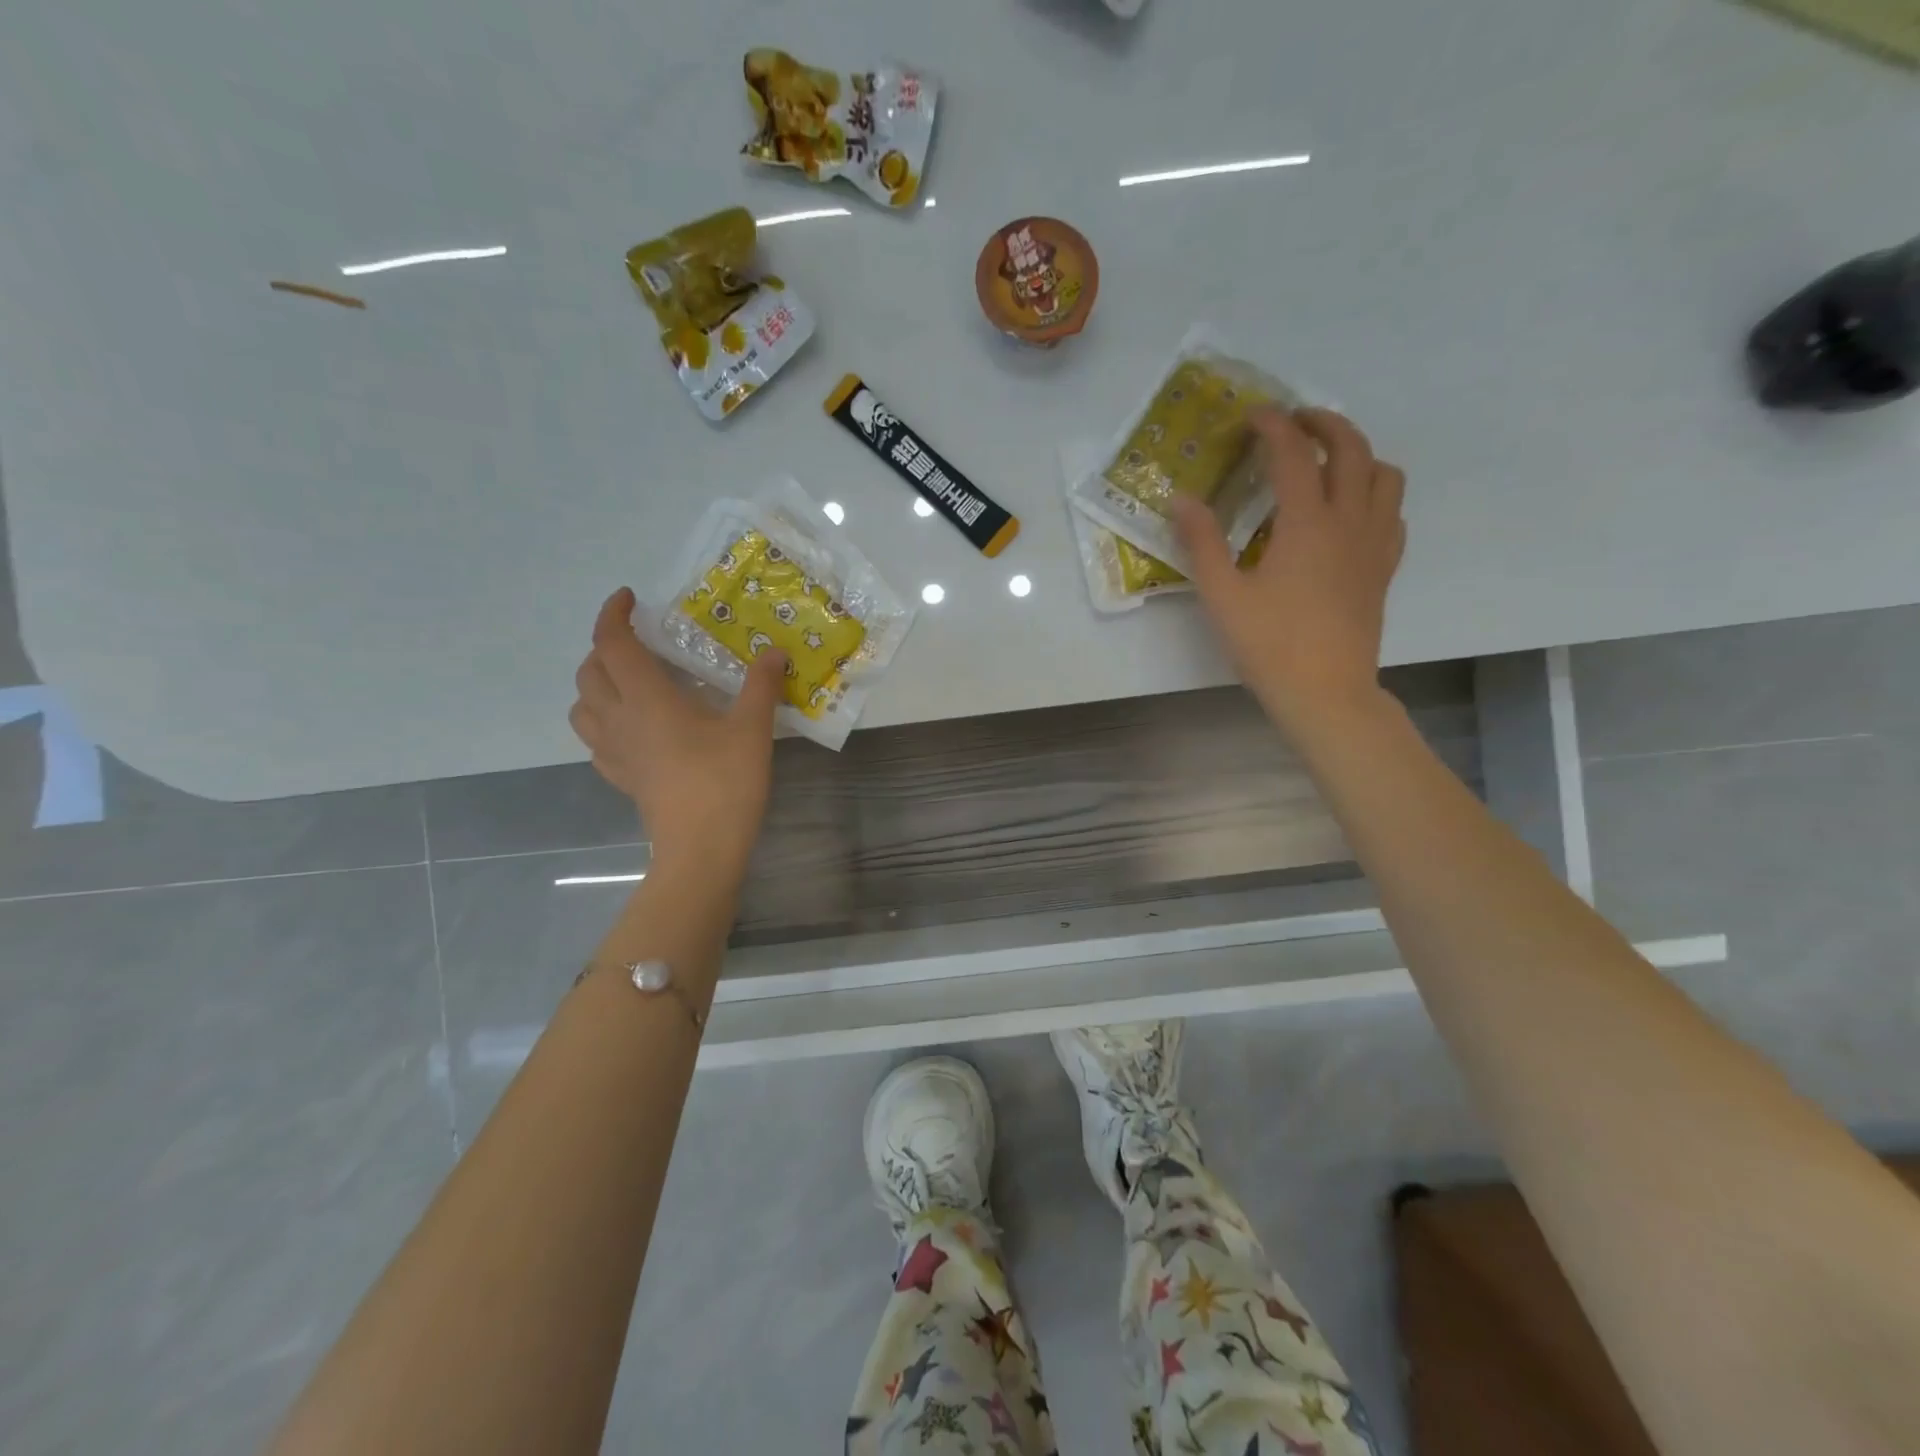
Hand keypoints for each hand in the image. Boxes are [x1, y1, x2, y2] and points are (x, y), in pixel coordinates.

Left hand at [569, 588, 787, 874]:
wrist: (701, 849)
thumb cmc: (725, 782)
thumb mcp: (752, 729)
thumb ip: (761, 686)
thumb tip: (774, 653)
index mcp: (647, 699)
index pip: (612, 644)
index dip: (612, 614)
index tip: (629, 598)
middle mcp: (619, 719)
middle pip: (589, 672)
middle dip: (605, 648)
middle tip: (638, 643)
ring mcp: (614, 753)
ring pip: (582, 708)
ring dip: (595, 685)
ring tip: (628, 683)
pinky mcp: (621, 779)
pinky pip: (595, 741)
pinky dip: (604, 723)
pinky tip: (633, 730)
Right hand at [1172, 408, 1405, 735]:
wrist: (1326, 692)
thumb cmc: (1269, 646)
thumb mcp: (1222, 595)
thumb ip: (1202, 543)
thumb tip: (1181, 499)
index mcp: (1306, 524)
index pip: (1293, 455)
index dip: (1273, 427)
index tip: (1253, 415)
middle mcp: (1349, 522)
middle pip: (1351, 449)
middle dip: (1324, 423)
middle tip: (1295, 422)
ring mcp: (1373, 544)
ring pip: (1384, 475)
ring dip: (1358, 454)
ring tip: (1328, 462)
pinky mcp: (1383, 568)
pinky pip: (1393, 513)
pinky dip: (1375, 494)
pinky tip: (1350, 511)